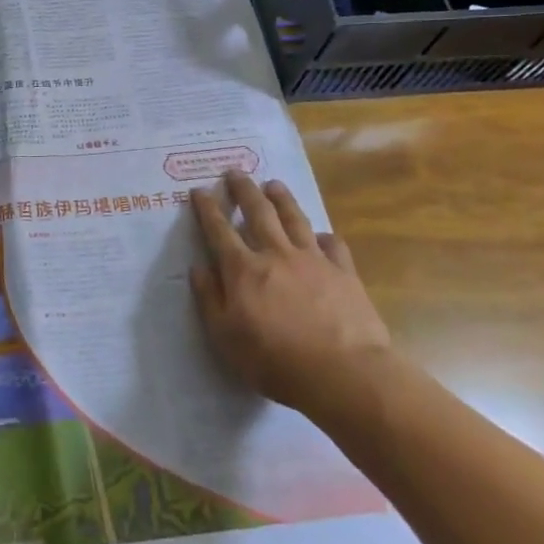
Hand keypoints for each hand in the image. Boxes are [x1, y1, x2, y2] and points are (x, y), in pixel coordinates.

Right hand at [189, 170, 390, 417]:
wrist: (343, 373)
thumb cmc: (274, 360)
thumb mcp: (225, 336)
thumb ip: (210, 299)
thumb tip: (199, 268)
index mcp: (243, 270)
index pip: (219, 230)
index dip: (207, 209)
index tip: (199, 190)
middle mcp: (276, 255)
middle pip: (258, 212)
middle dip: (244, 190)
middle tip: (235, 171)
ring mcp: (313, 261)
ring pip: (295, 219)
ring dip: (282, 199)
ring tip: (274, 184)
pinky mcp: (344, 273)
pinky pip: (333, 245)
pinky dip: (323, 236)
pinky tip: (320, 234)